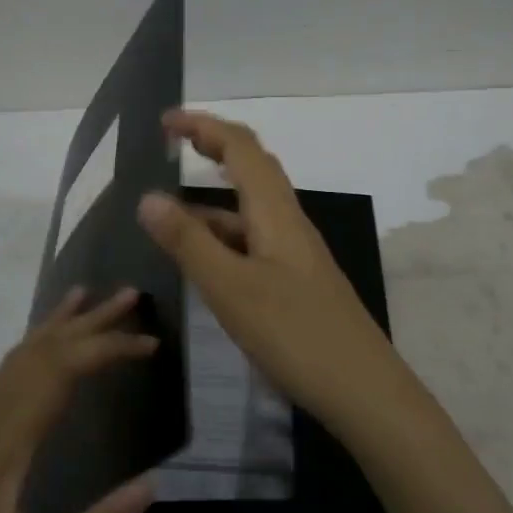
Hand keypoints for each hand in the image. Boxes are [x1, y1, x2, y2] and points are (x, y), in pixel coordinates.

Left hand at [0, 288, 157, 512]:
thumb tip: (151, 485)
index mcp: (2, 443)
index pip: (60, 371)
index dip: (107, 348)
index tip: (150, 342)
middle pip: (40, 351)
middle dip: (88, 321)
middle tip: (130, 295)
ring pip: (18, 357)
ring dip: (58, 325)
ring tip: (88, 298)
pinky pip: (6, 375)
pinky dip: (34, 347)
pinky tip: (44, 349)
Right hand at [137, 109, 409, 431]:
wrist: (365, 391)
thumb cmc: (296, 335)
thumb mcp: (231, 289)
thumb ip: (189, 243)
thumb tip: (148, 197)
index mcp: (275, 213)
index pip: (241, 148)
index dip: (204, 126)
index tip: (165, 121)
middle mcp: (289, 223)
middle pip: (252, 169)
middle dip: (213, 148)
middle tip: (173, 145)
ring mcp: (296, 254)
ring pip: (251, 209)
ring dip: (213, 199)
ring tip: (169, 213)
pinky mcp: (297, 282)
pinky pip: (254, 242)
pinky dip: (224, 236)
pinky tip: (205, 262)